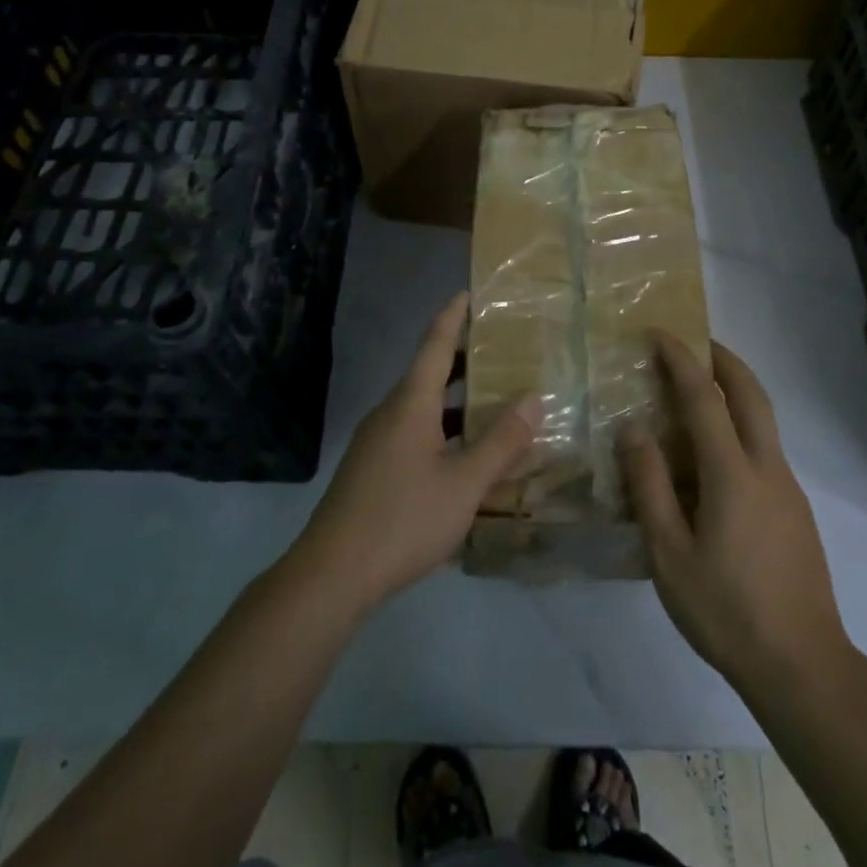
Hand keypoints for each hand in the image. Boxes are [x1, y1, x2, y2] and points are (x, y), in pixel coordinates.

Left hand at [293, 292, 538, 615]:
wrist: (332, 574)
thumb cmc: (403, 518)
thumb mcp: (464, 483)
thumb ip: (502, 442)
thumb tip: (534, 398)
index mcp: (411, 403)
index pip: (435, 343)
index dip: (453, 315)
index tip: (470, 292)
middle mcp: (392, 412)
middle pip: (430, 372)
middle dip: (465, 359)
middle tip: (503, 351)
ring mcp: (378, 441)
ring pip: (424, 407)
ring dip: (458, 400)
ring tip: (495, 403)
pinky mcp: (373, 468)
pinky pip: (415, 433)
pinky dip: (444, 429)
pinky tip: (466, 456)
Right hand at [619, 337, 852, 698]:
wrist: (803, 666)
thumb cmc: (726, 610)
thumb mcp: (669, 554)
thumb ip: (649, 486)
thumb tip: (633, 429)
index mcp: (733, 473)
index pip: (704, 397)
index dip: (680, 360)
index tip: (658, 334)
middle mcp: (767, 467)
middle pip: (751, 392)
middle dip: (723, 358)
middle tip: (694, 341)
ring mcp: (788, 488)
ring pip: (764, 418)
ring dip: (736, 389)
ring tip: (700, 390)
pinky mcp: (796, 509)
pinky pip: (765, 447)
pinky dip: (741, 424)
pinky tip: (715, 457)